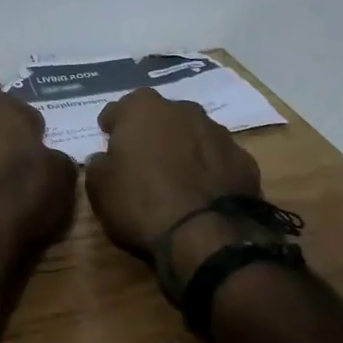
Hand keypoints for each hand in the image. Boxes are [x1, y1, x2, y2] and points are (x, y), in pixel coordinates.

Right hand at [84, 88, 263, 282]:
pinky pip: (218, 159)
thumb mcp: (99, 188)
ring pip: (192, 133)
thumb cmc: (141, 203)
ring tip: (176, 177)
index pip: (117, 109)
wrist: (206, 235)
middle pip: (160, 115)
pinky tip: (203, 192)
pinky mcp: (244, 159)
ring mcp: (217, 132)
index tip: (108, 140)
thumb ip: (98, 164)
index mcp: (142, 108)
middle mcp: (182, 109)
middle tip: (142, 158)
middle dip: (151, 131)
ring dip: (183, 147)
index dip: (110, 126)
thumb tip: (104, 159)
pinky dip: (209, 169)